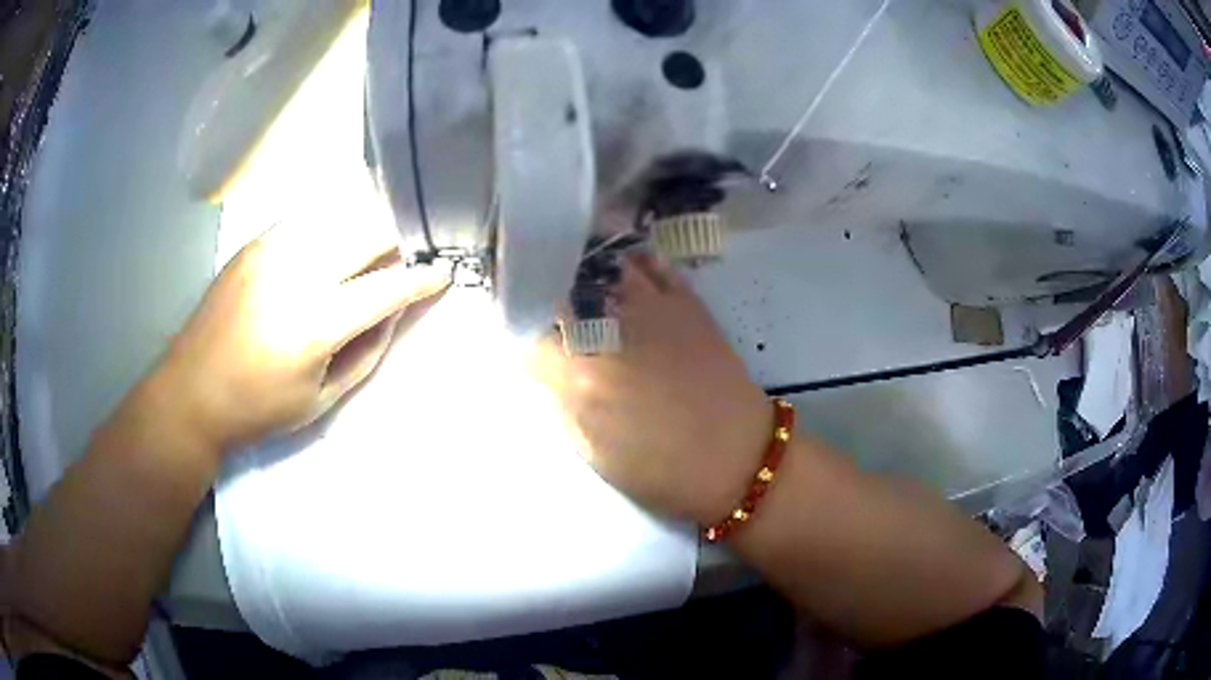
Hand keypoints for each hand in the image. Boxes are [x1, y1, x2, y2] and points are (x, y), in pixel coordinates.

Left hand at [150, 221, 449, 452]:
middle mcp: (297, 272)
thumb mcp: (321, 400)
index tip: (443, 274)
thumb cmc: (258, 408)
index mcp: (315, 323)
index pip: (386, 288)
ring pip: (340, 212)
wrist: (191, 392)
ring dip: (366, 226)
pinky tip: (329, 245)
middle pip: (368, 229)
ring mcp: (272, 248)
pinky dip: (332, 225)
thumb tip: (392, 311)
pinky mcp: (255, 241)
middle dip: (398, 240)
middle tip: (403, 258)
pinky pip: (309, 217)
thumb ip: (366, 352)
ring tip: (369, 249)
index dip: (422, 279)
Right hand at [533, 253, 771, 523]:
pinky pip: (653, 266)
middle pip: (561, 291)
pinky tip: (622, 270)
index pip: (529, 336)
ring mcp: (652, 309)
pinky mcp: (686, 303)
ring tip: (576, 274)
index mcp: (582, 377)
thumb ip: (559, 404)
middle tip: (541, 298)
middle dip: (544, 291)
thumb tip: (543, 368)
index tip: (521, 336)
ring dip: (584, 267)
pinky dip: (633, 262)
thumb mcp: (593, 452)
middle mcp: (610, 332)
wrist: (738, 458)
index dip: (521, 334)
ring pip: (604, 266)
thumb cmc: (662, 470)